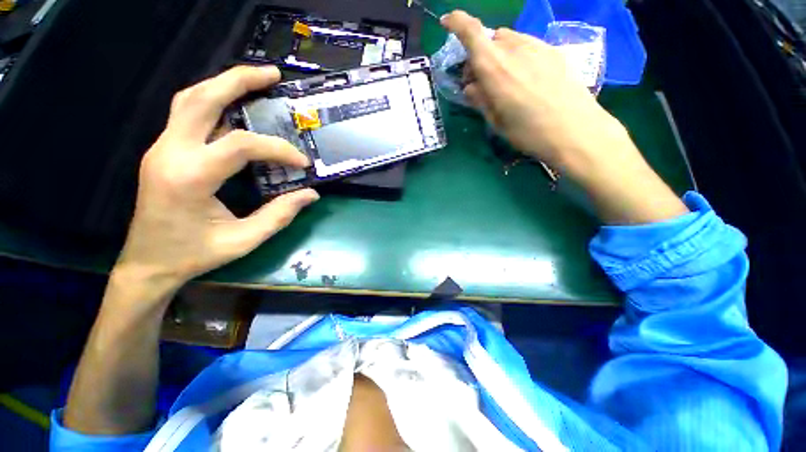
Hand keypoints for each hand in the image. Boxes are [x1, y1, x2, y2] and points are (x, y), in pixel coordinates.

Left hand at [114, 66, 318, 298]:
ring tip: (254, 81)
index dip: (277, 149)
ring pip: (189, 100)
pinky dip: (213, 102)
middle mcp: (170, 152)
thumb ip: (280, 215)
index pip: (240, 145)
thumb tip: (311, 195)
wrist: (148, 262)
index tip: (302, 162)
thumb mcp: (244, 240)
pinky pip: (188, 115)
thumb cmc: (194, 254)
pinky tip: (235, 107)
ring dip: (223, 85)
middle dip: (238, 81)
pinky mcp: (164, 152)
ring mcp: (162, 148)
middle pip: (202, 99)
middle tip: (271, 75)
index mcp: (190, 177)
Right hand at [441, 11, 623, 171]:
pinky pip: (527, 45)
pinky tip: (524, 78)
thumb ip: (481, 100)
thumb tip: (470, 87)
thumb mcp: (497, 122)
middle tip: (480, 80)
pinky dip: (517, 56)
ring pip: (509, 40)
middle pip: (490, 38)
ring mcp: (537, 47)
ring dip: (499, 54)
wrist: (577, 131)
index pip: (472, 32)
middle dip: (479, 54)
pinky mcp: (553, 51)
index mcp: (495, 68)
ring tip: (504, 80)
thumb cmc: (529, 133)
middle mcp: (515, 49)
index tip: (446, 22)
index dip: (456, 22)